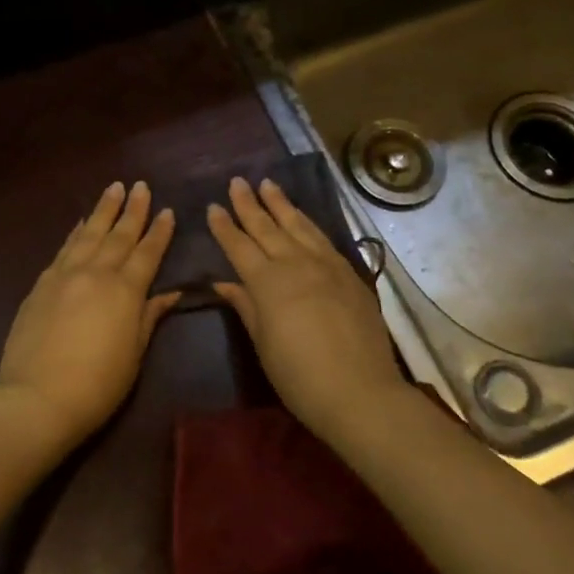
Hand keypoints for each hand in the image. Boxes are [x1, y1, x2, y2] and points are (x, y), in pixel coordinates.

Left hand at [0, 181, 179, 457]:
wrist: (37, 398)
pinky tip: (80, 223)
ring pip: (88, 234)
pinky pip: (63, 249)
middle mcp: (95, 273)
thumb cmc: (97, 385)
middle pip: (118, 235)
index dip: (159, 232)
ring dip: (102, 210)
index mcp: (125, 291)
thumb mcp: (134, 354)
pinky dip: (75, 233)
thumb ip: (149, 317)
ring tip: (113, 188)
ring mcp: (64, 276)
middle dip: (132, 210)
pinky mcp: (41, 285)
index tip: (167, 210)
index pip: (147, 253)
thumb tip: (170, 293)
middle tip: (141, 186)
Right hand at [207, 176, 403, 435]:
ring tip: (268, 184)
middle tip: (237, 181)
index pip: (240, 246)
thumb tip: (224, 282)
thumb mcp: (263, 343)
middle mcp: (296, 264)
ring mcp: (326, 265)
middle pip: (268, 227)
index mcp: (268, 282)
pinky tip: (302, 218)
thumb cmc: (299, 376)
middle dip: (249, 204)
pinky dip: (308, 223)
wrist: (359, 391)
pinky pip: (323, 239)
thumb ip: (245, 306)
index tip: (213, 207)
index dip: (225, 227)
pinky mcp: (349, 273)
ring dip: (281, 204)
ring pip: (298, 225)